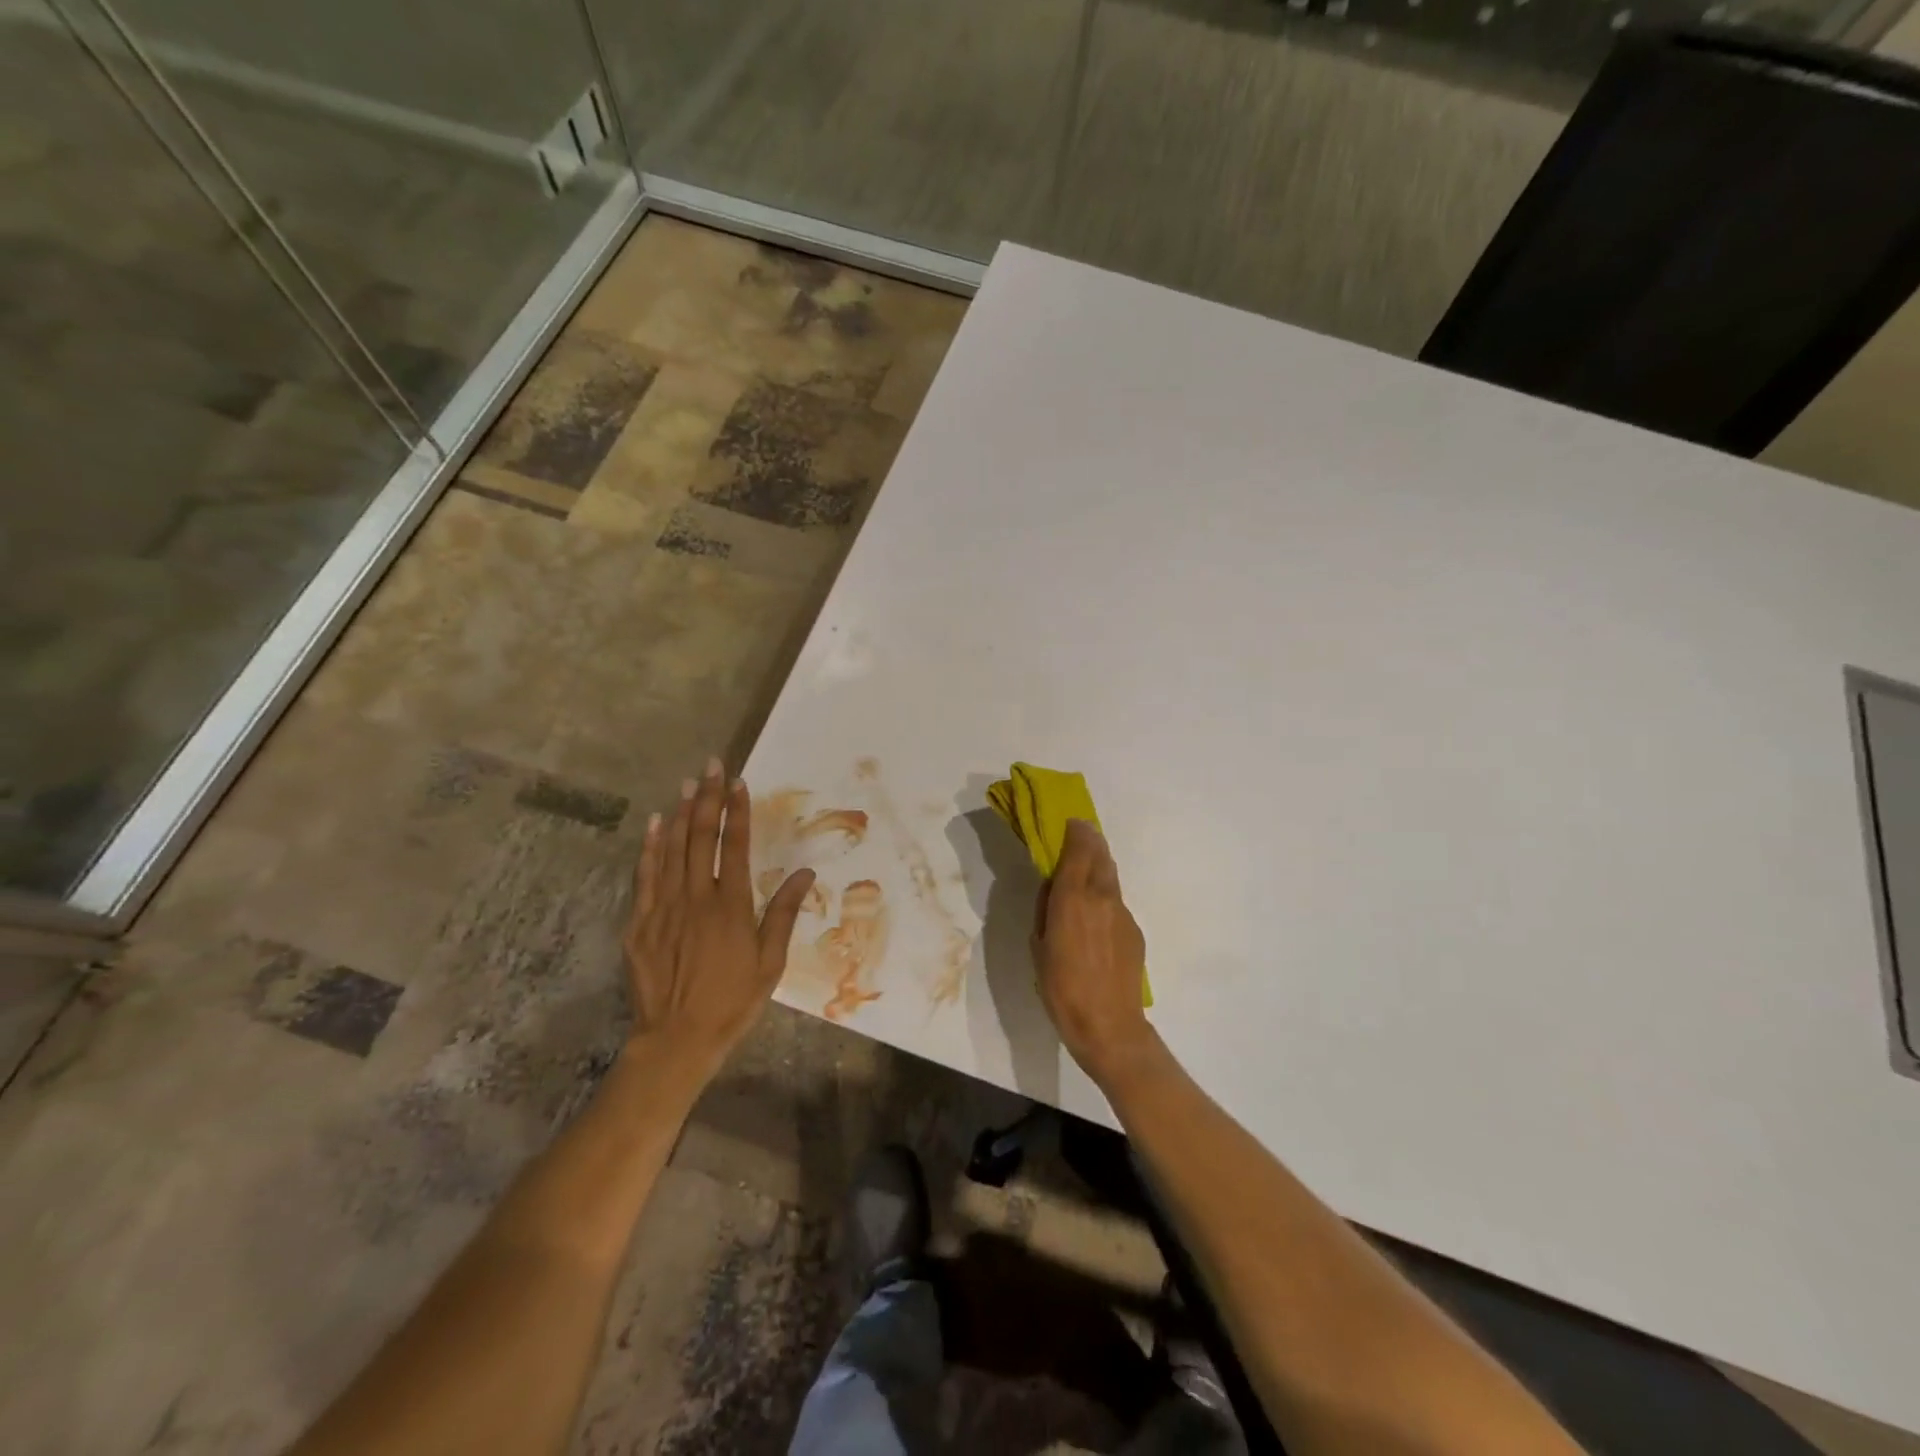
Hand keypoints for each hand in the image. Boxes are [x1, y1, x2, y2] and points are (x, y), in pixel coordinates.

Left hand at [624, 757, 814, 1072]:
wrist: (676, 1040)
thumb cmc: (733, 1001)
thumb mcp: (770, 963)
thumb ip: (783, 914)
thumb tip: (804, 874)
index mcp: (730, 906)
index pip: (734, 846)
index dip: (736, 812)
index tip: (738, 783)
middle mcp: (696, 898)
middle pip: (701, 838)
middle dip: (708, 799)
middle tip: (711, 767)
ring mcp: (663, 909)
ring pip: (672, 850)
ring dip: (682, 814)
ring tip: (688, 784)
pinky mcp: (640, 924)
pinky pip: (645, 876)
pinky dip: (650, 848)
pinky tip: (656, 825)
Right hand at [1032, 818, 1157, 1086]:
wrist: (1108, 1025)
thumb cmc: (1061, 988)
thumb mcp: (1038, 945)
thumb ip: (1046, 909)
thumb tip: (1053, 888)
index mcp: (1072, 898)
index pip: (1079, 849)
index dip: (1076, 831)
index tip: (1070, 822)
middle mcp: (1101, 897)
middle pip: (1101, 855)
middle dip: (1090, 841)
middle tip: (1079, 836)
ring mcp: (1122, 913)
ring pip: (1111, 878)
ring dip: (1099, 867)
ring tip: (1086, 871)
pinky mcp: (1135, 930)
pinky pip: (1116, 903)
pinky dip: (1105, 898)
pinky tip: (1096, 919)